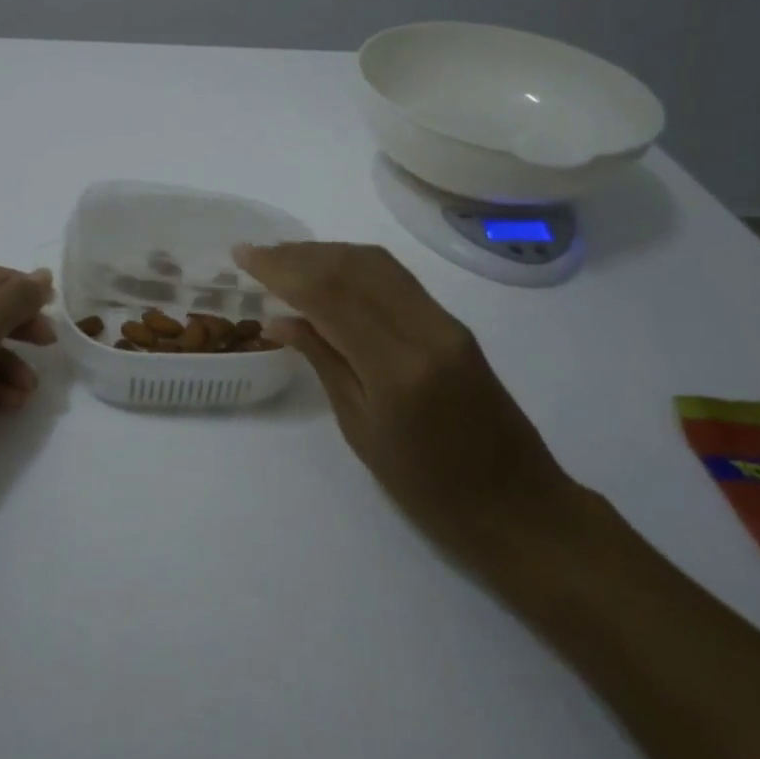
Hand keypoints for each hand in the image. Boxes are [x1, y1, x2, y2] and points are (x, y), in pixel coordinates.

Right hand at [235, 242, 580, 562]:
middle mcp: (425, 329)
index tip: (243, 255)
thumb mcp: (361, 429)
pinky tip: (329, 274)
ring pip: (378, 264)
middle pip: (354, 267)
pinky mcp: (454, 324)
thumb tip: (280, 319)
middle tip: (257, 255)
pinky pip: (396, 279)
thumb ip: (323, 362)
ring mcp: (445, 322)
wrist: (516, 505)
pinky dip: (355, 267)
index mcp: (396, 367)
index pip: (329, 294)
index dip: (280, 268)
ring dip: (327, 253)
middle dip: (299, 254)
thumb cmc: (427, 488)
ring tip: (285, 258)